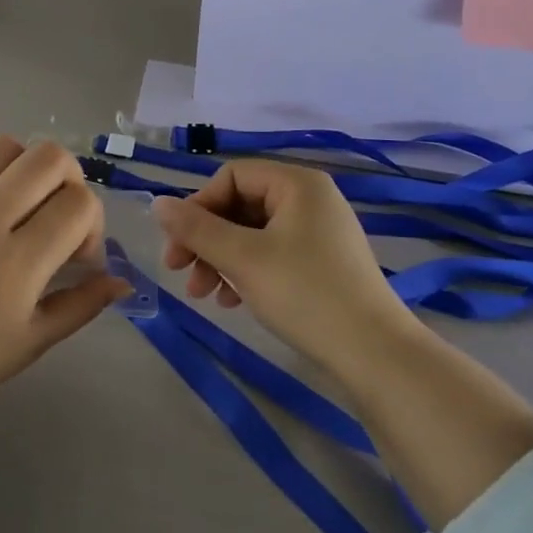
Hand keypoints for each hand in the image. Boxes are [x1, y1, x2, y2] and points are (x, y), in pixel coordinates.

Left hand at [0, 137, 128, 474]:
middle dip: (68, 179)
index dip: (91, 221)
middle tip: (54, 211)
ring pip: (2, 146)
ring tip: (12, 198)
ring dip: (21, 167)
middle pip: (48, 159)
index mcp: (19, 264)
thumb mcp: (33, 342)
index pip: (79, 204)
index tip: (76, 250)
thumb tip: (122, 279)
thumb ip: (83, 304)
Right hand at [151, 160, 421, 376]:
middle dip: (205, 239)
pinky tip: (231, 301)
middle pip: (239, 205)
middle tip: (180, 272)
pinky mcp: (322, 262)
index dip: (198, 206)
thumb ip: (196, 228)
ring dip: (220, 259)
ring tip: (204, 296)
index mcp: (296, 184)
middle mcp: (310, 198)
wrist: (375, 355)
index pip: (231, 177)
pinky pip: (271, 253)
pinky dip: (245, 271)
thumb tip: (157, 203)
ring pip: (252, 233)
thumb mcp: (242, 258)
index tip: (179, 244)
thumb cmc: (305, 294)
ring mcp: (318, 231)